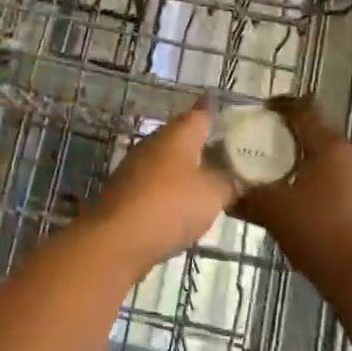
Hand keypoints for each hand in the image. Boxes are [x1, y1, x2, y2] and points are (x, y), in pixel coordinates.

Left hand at [84, 101, 236, 275]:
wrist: (116, 238)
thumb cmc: (170, 205)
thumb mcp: (213, 194)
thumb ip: (228, 183)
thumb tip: (235, 178)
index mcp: (178, 134)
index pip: (200, 113)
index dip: (215, 112)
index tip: (229, 112)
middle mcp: (154, 142)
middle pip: (182, 136)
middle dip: (203, 143)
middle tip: (228, 154)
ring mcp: (136, 166)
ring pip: (168, 161)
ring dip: (186, 169)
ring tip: (211, 181)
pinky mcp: (126, 192)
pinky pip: (156, 184)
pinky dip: (171, 190)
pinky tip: (183, 206)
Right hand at [234, 96, 351, 288]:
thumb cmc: (316, 230)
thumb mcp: (272, 210)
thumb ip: (247, 196)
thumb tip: (225, 193)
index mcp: (332, 147)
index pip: (306, 110)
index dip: (283, 105)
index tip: (263, 109)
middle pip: (319, 133)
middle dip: (291, 136)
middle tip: (263, 144)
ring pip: (330, 158)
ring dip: (305, 161)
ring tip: (277, 173)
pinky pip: (339, 179)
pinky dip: (318, 181)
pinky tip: (298, 198)